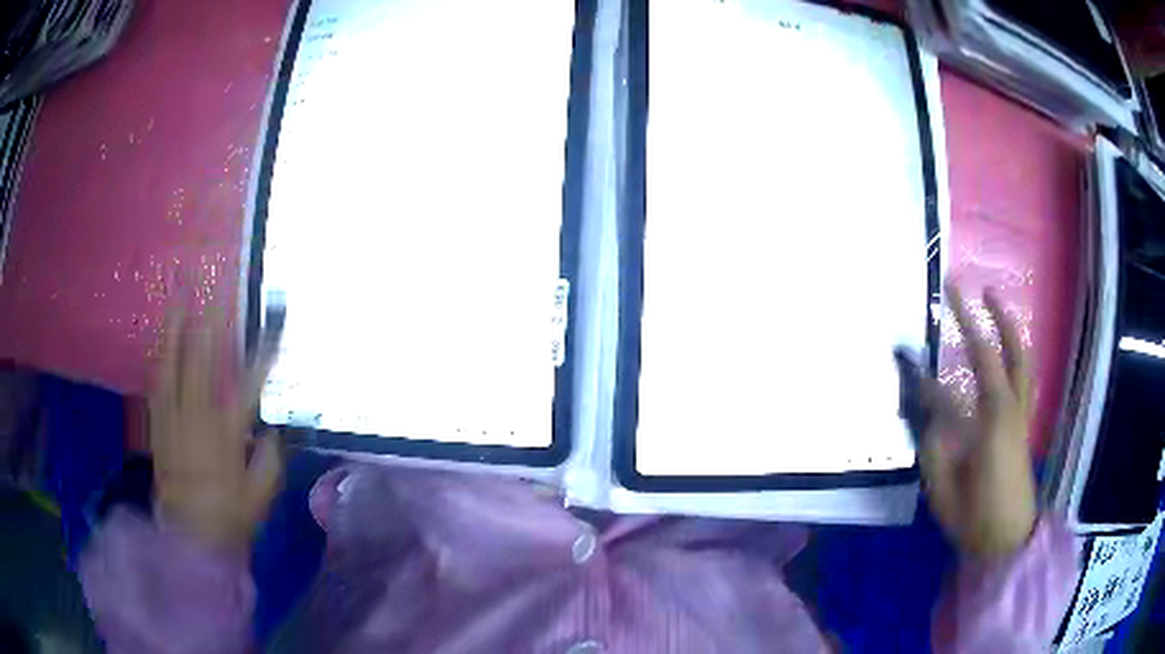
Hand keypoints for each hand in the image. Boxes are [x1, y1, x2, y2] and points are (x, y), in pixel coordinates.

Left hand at [150, 312, 283, 553]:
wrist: (189, 536)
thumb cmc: (229, 517)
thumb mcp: (260, 495)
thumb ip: (269, 458)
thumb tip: (271, 430)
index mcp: (227, 433)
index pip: (249, 385)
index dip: (263, 356)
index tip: (275, 330)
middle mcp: (198, 416)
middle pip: (203, 359)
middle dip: (210, 320)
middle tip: (215, 289)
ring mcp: (174, 417)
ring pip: (173, 363)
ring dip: (177, 328)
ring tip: (180, 297)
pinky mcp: (159, 425)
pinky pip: (158, 383)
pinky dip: (161, 359)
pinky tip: (163, 341)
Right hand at [920, 283, 1036, 557]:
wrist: (1008, 538)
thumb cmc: (974, 516)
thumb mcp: (944, 488)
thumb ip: (935, 444)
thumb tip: (929, 408)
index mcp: (991, 423)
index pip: (951, 390)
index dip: (926, 379)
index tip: (906, 364)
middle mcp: (1010, 408)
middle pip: (1001, 351)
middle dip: (984, 316)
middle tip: (966, 288)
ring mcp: (1021, 413)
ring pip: (1021, 357)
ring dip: (1008, 326)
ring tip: (994, 300)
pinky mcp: (1023, 422)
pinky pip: (1024, 375)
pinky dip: (1017, 351)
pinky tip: (1008, 347)